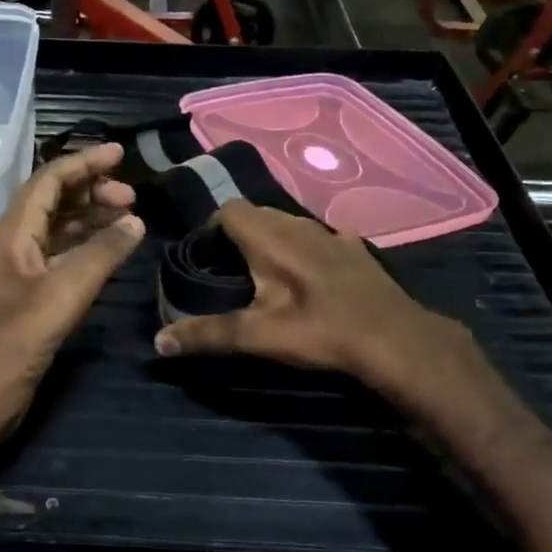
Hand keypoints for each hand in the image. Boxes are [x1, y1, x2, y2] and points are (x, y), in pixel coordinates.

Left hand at [0, 143, 144, 436]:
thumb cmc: (15, 340)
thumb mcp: (64, 292)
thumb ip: (102, 253)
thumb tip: (137, 221)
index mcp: (14, 231)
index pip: (50, 180)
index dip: (84, 163)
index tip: (119, 153)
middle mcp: (17, 242)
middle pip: (55, 199)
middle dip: (92, 190)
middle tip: (132, 197)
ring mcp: (24, 270)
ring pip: (61, 227)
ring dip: (92, 217)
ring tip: (129, 217)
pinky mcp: (33, 295)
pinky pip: (64, 255)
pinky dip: (89, 246)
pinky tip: (112, 251)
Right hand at [151, 201, 470, 399]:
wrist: (394, 338)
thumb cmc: (320, 331)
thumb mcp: (258, 336)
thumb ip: (207, 335)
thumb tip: (158, 342)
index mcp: (270, 236)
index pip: (228, 210)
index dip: (211, 230)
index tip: (205, 260)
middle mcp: (298, 224)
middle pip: (257, 214)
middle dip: (239, 237)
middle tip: (229, 273)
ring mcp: (331, 233)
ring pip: (289, 224)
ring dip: (272, 241)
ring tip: (266, 277)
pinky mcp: (354, 248)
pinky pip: (319, 237)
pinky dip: (305, 249)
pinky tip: (310, 279)